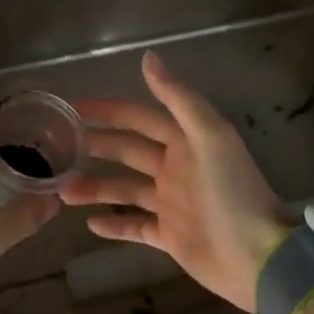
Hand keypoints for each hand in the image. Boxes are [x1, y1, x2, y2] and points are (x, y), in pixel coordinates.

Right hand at [62, 50, 293, 313]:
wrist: (259, 256)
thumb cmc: (233, 192)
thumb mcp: (211, 136)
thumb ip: (179, 99)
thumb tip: (148, 57)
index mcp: (184, 142)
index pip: (138, 118)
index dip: (107, 110)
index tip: (73, 108)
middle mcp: (175, 169)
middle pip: (126, 151)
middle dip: (94, 147)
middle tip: (55, 148)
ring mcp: (171, 204)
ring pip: (124, 190)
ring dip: (95, 188)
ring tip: (62, 191)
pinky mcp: (170, 237)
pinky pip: (135, 228)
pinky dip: (114, 226)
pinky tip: (89, 225)